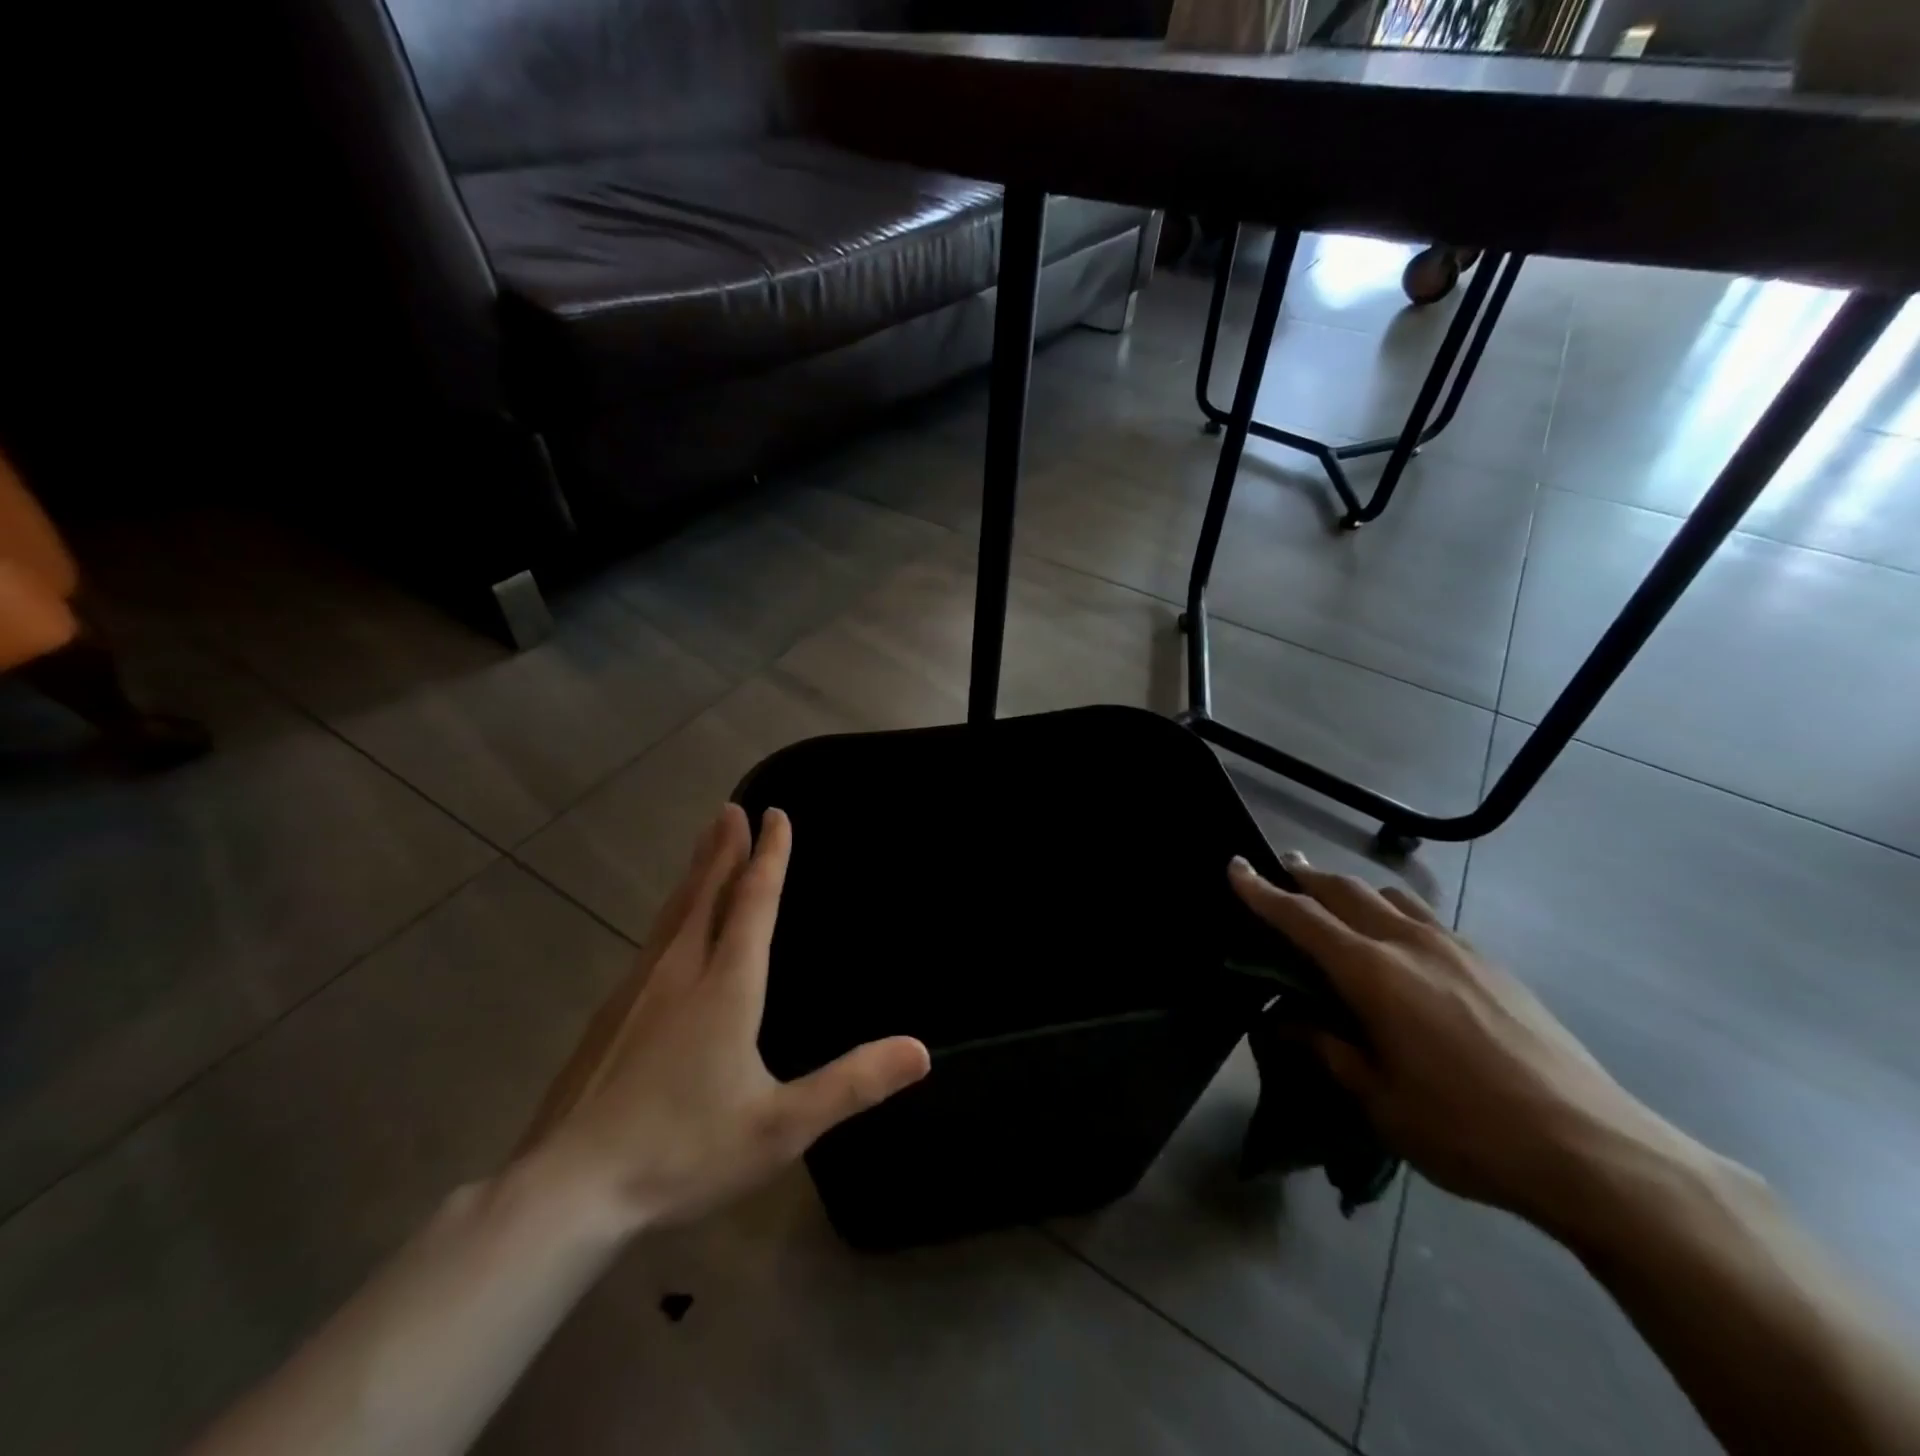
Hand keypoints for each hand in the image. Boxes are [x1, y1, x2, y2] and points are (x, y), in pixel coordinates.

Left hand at [517, 804, 929, 1231]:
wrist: (569, 1189)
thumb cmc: (683, 1151)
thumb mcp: (781, 1127)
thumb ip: (851, 1085)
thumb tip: (920, 1051)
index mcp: (725, 987)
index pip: (754, 903)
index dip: (770, 857)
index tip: (776, 815)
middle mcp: (680, 973)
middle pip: (707, 895)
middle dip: (725, 850)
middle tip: (731, 809)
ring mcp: (637, 991)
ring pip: (673, 914)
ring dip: (695, 874)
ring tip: (705, 847)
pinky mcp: (609, 1015)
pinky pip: (652, 940)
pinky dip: (671, 912)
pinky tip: (667, 929)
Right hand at [1229, 852, 1695, 1229]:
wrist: (1594, 1149)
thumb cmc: (1468, 1130)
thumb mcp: (1380, 1101)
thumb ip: (1328, 1050)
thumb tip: (1286, 1020)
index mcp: (1373, 974)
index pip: (1301, 917)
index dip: (1262, 891)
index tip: (1234, 866)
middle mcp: (1409, 944)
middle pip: (1345, 891)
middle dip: (1306, 876)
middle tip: (1279, 868)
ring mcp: (1456, 948)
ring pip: (1390, 896)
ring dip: (1352, 889)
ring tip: (1334, 897)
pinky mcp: (1491, 963)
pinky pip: (1426, 917)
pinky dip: (1394, 911)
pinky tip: (1398, 939)